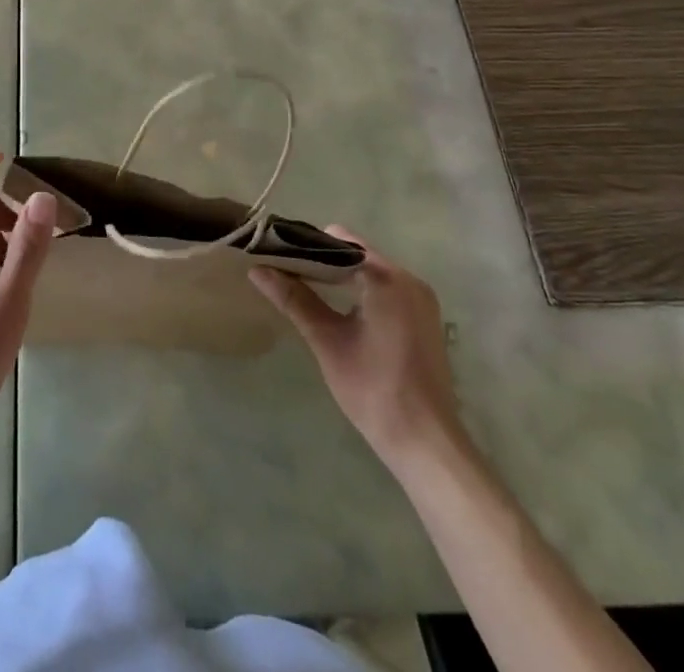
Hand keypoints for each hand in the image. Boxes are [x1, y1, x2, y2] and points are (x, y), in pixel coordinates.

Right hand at [251, 229, 464, 475]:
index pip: (339, 241)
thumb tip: (258, 270)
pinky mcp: (424, 320)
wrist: (426, 443)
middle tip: (286, 271)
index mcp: (387, 278)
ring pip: (371, 272)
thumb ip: (294, 299)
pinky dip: (360, 292)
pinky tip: (338, 309)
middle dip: (321, 261)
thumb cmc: (373, 388)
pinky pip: (386, 290)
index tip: (278, 253)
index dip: (306, 244)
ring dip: (340, 277)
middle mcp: (409, 280)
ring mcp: (421, 301)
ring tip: (303, 287)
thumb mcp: (327, 340)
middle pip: (356, 254)